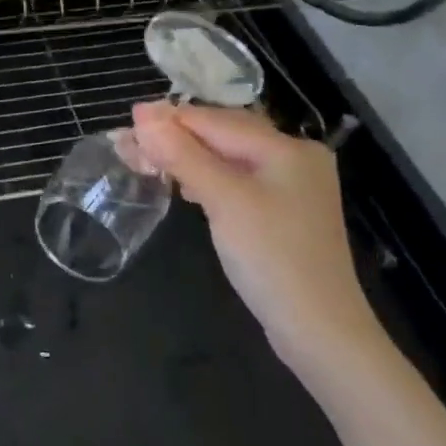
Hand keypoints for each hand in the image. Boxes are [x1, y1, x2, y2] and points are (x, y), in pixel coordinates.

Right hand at [130, 101, 385, 379]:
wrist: (320, 331)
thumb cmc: (272, 257)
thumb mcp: (223, 200)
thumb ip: (182, 154)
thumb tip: (142, 113)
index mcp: (287, 148)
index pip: (216, 121)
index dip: (169, 120)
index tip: (125, 124)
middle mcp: (294, 158)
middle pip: (224, 134)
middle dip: (176, 137)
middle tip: (130, 144)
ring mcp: (291, 187)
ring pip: (228, 158)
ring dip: (187, 157)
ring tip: (147, 161)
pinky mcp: (282, 213)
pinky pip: (237, 181)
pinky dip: (207, 178)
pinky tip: (185, 187)